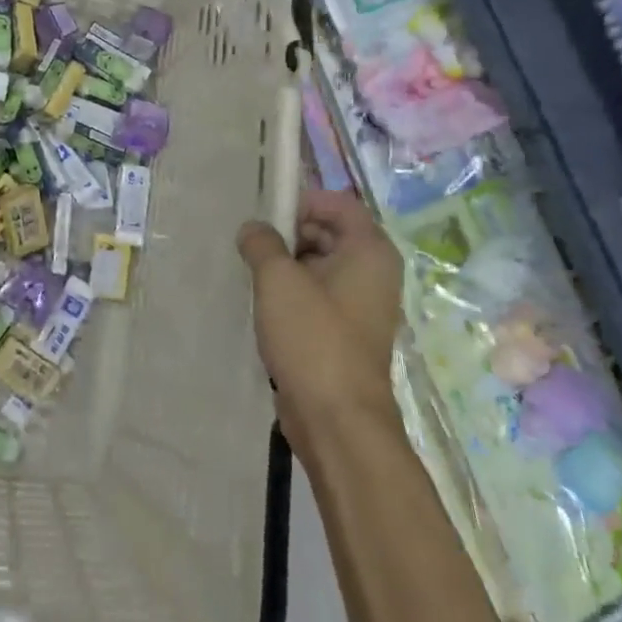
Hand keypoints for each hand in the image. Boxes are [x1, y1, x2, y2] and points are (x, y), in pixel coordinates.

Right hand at [238, 188, 405, 447]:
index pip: (338, 203)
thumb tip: (253, 229)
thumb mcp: (278, 279)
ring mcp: (360, 305)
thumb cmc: (313, 338)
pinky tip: (261, 304)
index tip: (265, 217)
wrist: (337, 420)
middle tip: (250, 246)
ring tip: (250, 274)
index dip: (301, 201)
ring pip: (318, 266)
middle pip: (327, 232)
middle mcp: (372, 273)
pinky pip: (315, 297)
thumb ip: (261, 243)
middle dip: (287, 234)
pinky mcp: (344, 332)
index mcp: (369, 251)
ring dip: (285, 266)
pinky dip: (291, 294)